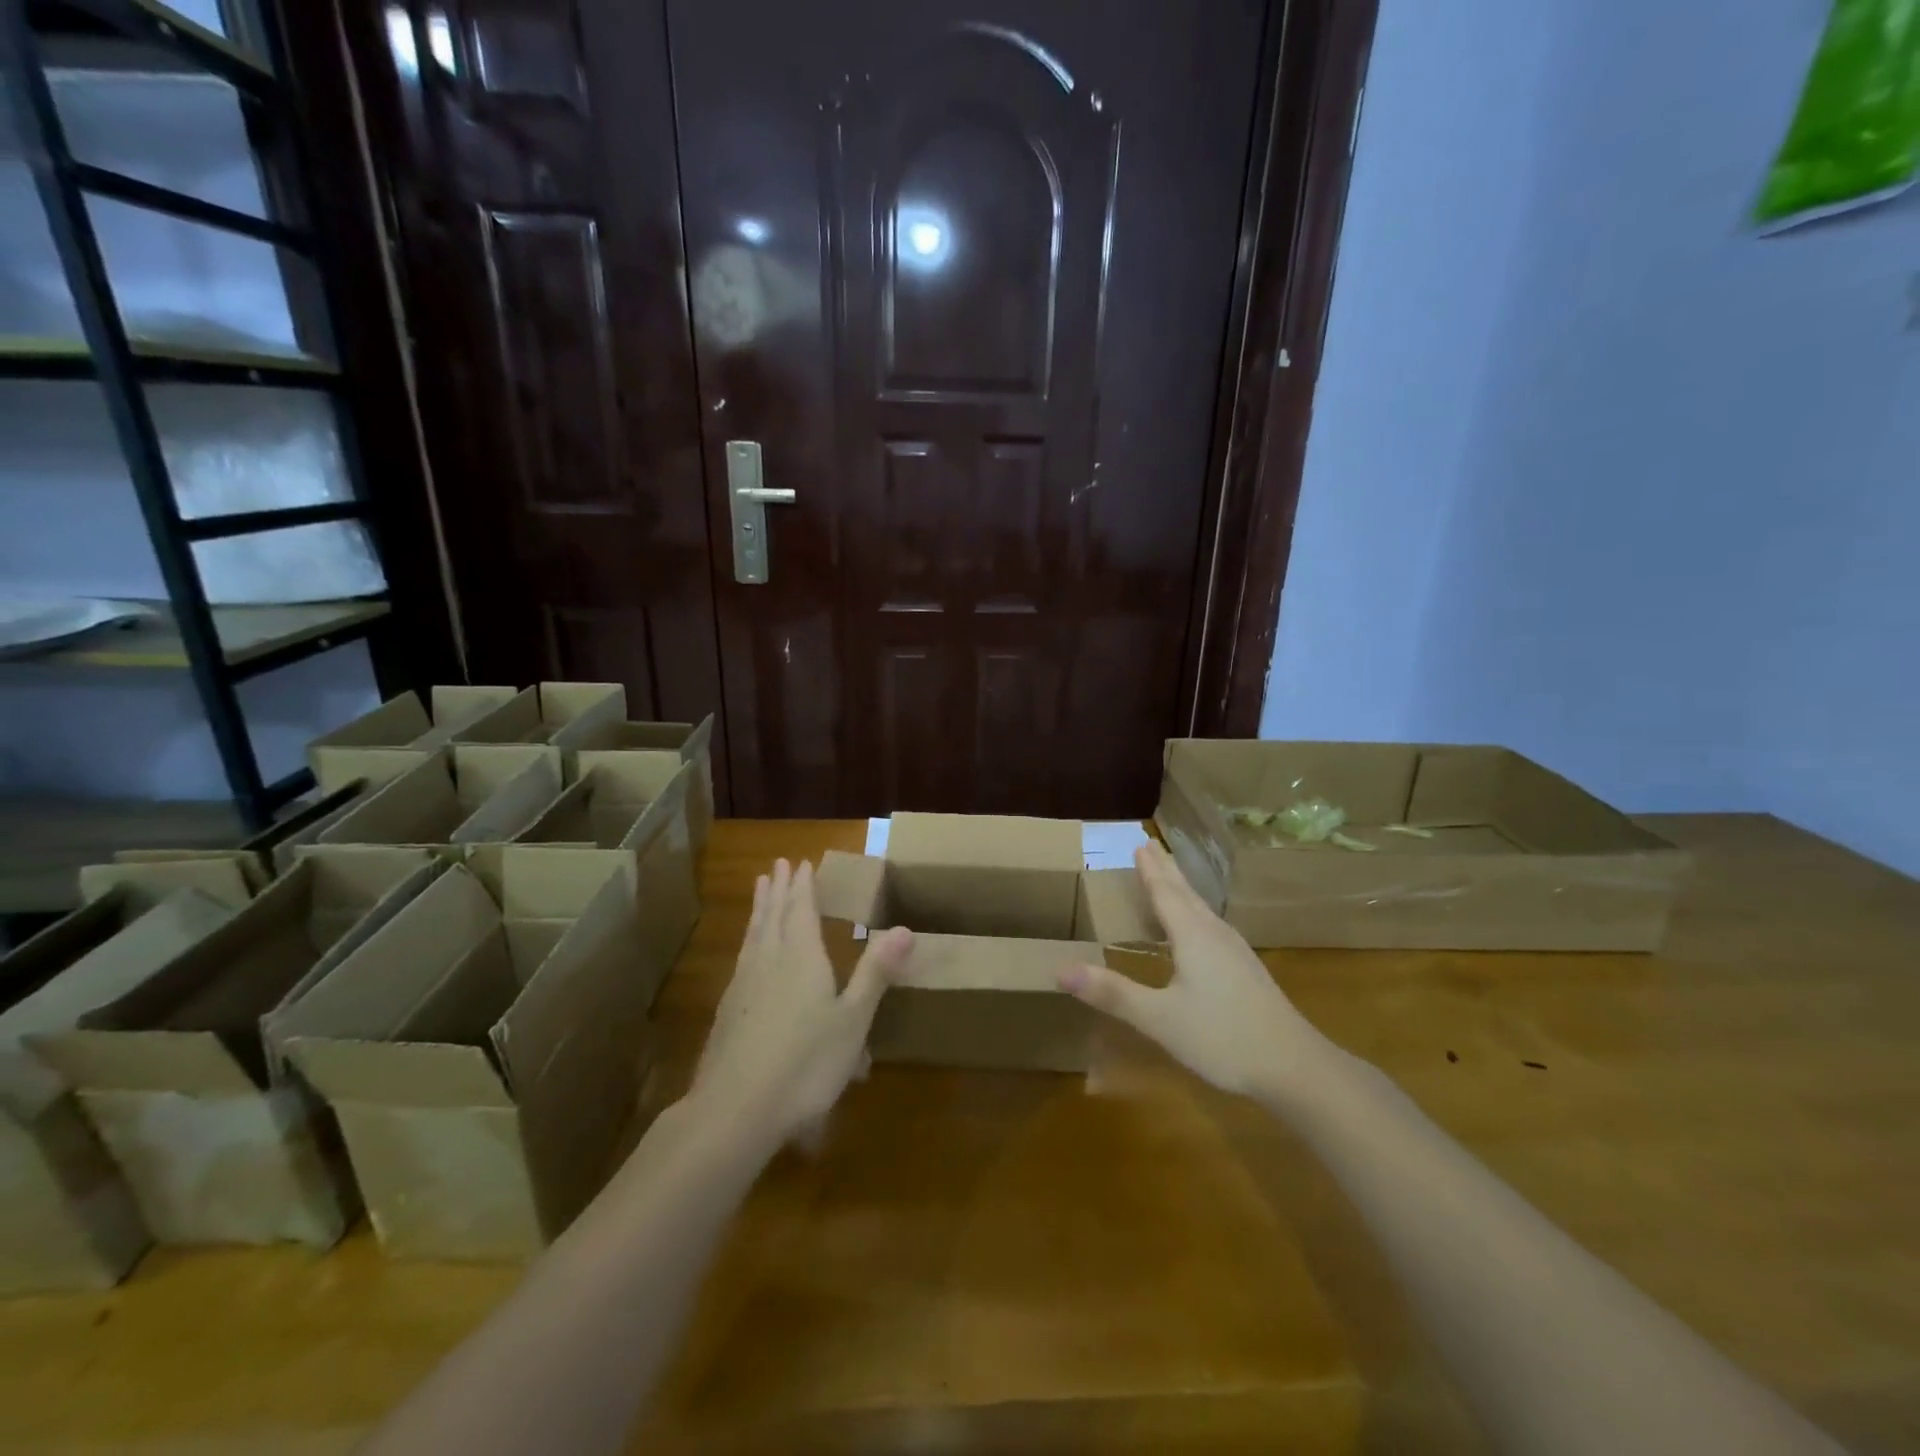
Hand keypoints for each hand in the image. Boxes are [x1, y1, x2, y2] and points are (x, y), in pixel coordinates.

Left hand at [691, 858, 913, 1149]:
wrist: (734, 1111)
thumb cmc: (805, 1064)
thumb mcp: (853, 1020)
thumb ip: (876, 972)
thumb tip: (905, 928)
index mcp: (801, 957)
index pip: (801, 910)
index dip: (803, 886)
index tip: (800, 862)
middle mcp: (769, 961)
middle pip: (774, 916)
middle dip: (779, 889)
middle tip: (777, 865)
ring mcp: (742, 986)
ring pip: (753, 935)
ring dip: (759, 909)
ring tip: (759, 890)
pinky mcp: (726, 1013)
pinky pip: (742, 959)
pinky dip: (748, 941)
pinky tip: (747, 955)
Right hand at [1058, 842, 1324, 1097]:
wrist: (1295, 1067)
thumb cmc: (1223, 1038)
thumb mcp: (1160, 1019)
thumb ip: (1113, 993)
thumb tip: (1061, 970)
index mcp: (1193, 936)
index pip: (1165, 892)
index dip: (1150, 870)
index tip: (1139, 844)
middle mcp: (1215, 934)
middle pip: (1186, 893)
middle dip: (1166, 871)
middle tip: (1151, 846)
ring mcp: (1235, 952)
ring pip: (1202, 909)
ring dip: (1182, 889)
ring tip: (1169, 878)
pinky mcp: (1246, 970)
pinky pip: (1211, 926)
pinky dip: (1194, 912)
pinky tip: (1198, 929)